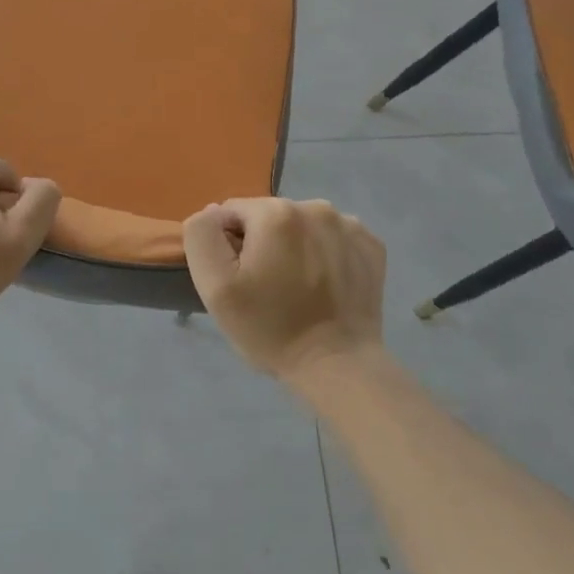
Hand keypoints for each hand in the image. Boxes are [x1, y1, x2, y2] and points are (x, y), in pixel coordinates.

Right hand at [183, 198, 386, 381]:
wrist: (337, 366)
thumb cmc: (270, 328)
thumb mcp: (215, 286)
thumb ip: (202, 235)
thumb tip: (213, 212)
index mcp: (275, 212)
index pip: (232, 213)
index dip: (229, 245)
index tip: (241, 280)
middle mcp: (315, 207)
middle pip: (268, 216)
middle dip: (262, 243)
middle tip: (266, 287)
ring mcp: (348, 225)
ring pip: (301, 225)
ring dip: (293, 246)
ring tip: (296, 287)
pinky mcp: (371, 246)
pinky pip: (332, 238)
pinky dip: (324, 253)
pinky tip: (323, 284)